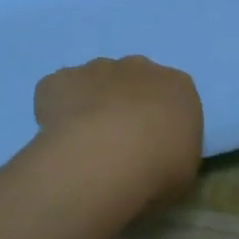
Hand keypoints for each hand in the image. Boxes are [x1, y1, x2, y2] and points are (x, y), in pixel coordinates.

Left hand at [34, 56, 203, 206]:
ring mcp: (97, 68)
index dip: (158, 121)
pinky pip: (57, 90)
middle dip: (124, 106)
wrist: (108, 157)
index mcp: (178, 86)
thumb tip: (153, 157)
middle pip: (131, 81)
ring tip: (83, 145)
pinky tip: (57, 137)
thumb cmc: (159, 167)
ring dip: (90, 105)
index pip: (171, 96)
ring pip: (93, 82)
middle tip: (116, 145)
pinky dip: (55, 108)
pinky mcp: (61, 79)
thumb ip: (171, 154)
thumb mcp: (183, 172)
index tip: (151, 148)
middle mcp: (139, 67)